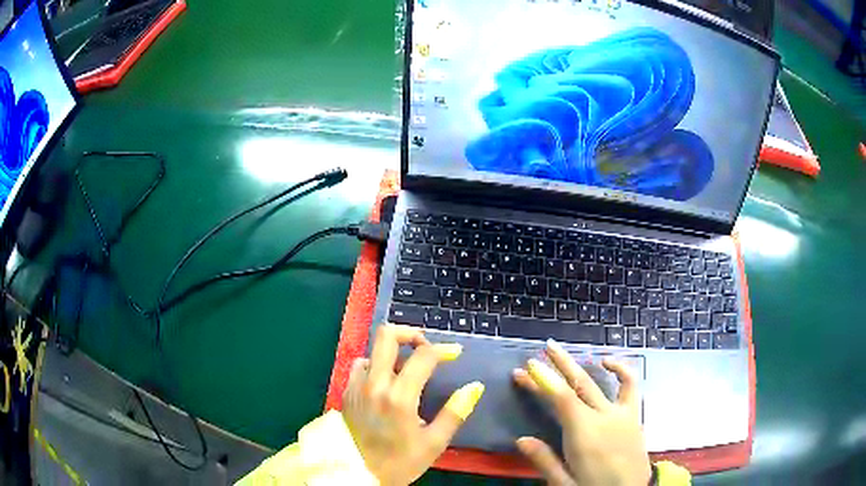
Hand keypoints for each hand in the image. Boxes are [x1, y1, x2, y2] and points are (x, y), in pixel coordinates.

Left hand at [342, 324, 483, 484]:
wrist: (358, 474)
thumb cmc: (399, 462)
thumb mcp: (434, 443)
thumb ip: (455, 412)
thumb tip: (475, 387)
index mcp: (399, 397)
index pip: (423, 356)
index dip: (443, 350)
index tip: (456, 354)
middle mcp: (374, 384)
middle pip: (387, 336)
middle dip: (411, 334)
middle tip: (426, 348)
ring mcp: (356, 386)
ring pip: (372, 350)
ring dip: (392, 352)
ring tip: (408, 368)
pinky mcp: (346, 392)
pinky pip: (360, 366)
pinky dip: (375, 365)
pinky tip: (386, 382)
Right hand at [513, 339, 650, 485]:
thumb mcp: (564, 483)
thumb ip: (544, 460)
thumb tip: (521, 439)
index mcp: (584, 433)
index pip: (560, 398)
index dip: (542, 381)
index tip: (525, 368)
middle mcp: (603, 416)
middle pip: (577, 385)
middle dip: (556, 366)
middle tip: (537, 352)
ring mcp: (621, 413)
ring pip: (597, 381)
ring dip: (579, 363)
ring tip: (563, 351)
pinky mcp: (633, 414)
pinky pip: (630, 385)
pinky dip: (620, 369)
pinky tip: (607, 361)